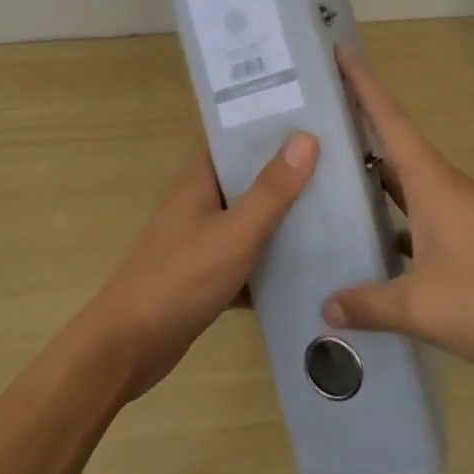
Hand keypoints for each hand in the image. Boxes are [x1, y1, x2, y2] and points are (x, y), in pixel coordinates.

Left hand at [84, 132, 318, 400]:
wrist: (127, 348)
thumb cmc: (179, 280)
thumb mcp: (234, 234)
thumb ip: (271, 190)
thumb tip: (307, 136)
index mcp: (201, 180)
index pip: (242, 140)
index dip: (278, 131)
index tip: (322, 124)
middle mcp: (202, 203)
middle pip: (253, 181)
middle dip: (292, 178)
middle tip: (346, 170)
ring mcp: (204, 240)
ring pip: (254, 222)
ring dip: (286, 223)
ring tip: (341, 214)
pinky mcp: (208, 276)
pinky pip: (249, 261)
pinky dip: (274, 264)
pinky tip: (314, 270)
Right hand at [324, 46, 473, 377]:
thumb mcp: (423, 307)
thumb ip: (370, 304)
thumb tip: (327, 307)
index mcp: (432, 183)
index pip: (390, 119)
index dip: (363, 83)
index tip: (341, 49)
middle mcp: (447, 187)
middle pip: (396, 144)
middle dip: (360, 124)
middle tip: (317, 114)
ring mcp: (464, 213)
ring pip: (410, 182)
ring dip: (376, 174)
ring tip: (332, 174)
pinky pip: (423, 214)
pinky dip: (397, 217)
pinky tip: (377, 241)